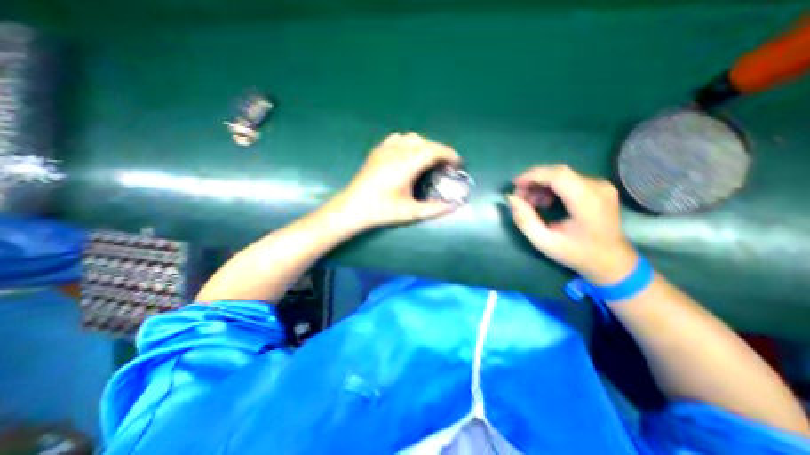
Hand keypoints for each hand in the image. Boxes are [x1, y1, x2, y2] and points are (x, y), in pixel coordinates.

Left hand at [333, 134, 462, 228]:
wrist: (353, 207)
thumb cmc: (382, 210)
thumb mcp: (410, 212)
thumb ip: (434, 209)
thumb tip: (453, 207)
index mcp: (406, 164)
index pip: (434, 151)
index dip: (449, 154)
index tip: (458, 163)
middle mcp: (397, 151)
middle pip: (425, 143)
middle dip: (439, 151)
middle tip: (445, 165)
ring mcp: (385, 149)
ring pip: (412, 138)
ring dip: (425, 145)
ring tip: (428, 160)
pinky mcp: (377, 151)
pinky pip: (398, 139)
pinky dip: (409, 143)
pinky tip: (408, 155)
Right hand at [505, 165, 638, 282]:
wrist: (612, 261)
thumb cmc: (577, 253)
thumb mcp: (545, 242)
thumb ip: (525, 220)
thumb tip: (512, 199)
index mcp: (587, 201)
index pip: (557, 175)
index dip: (533, 175)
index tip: (514, 184)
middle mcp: (597, 187)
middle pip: (558, 173)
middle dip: (533, 181)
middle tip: (519, 196)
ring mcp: (600, 186)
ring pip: (562, 176)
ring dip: (541, 185)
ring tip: (529, 202)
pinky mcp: (598, 188)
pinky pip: (568, 181)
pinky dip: (551, 188)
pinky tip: (544, 202)